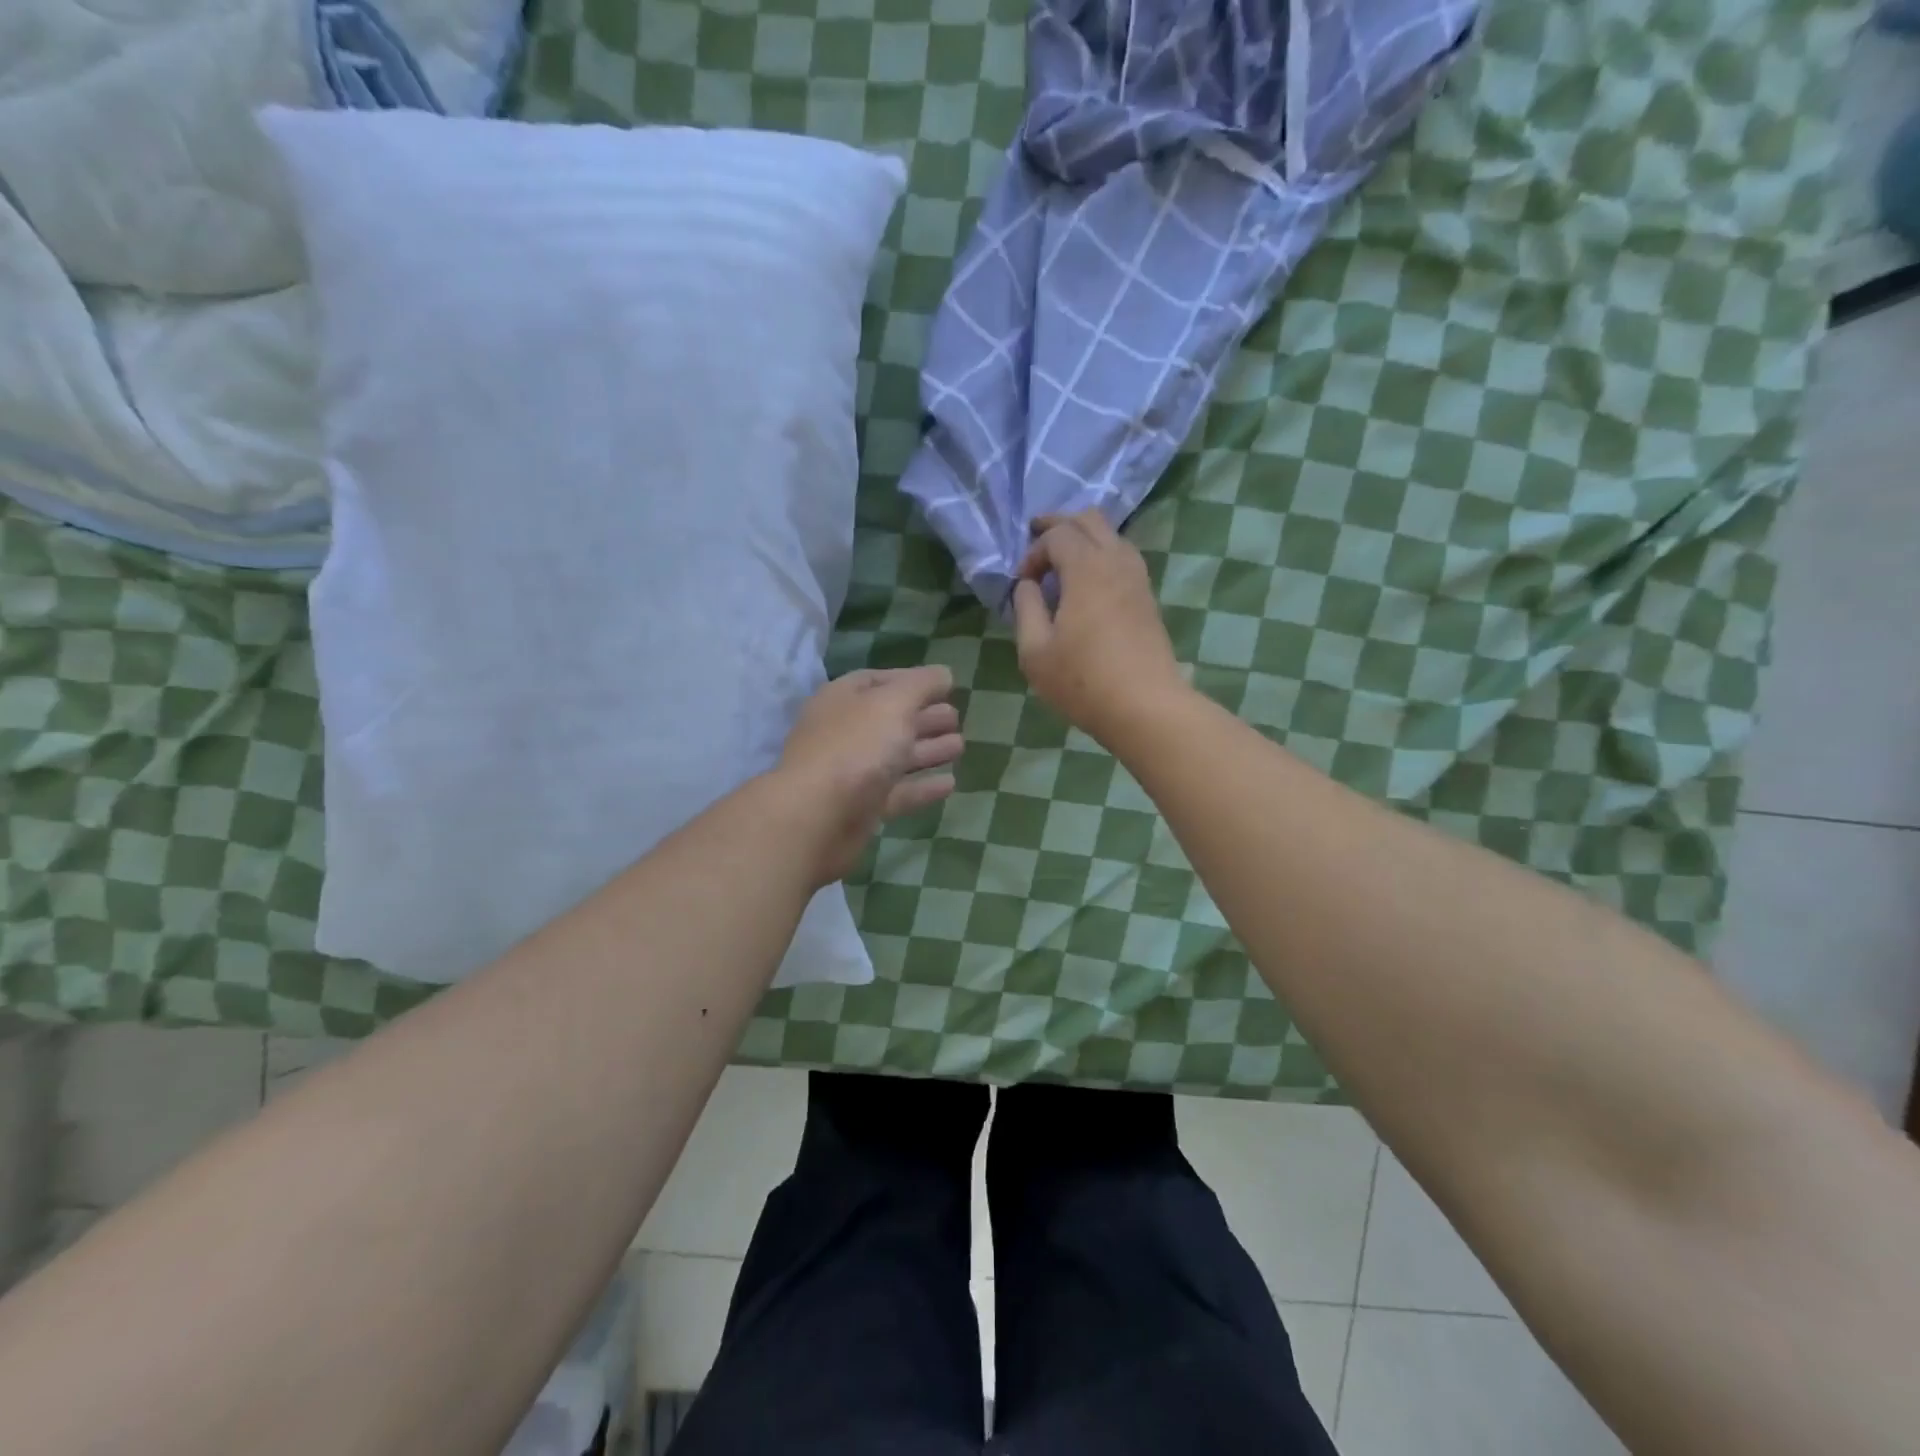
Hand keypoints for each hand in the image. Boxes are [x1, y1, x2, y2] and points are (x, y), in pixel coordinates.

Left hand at [776, 665, 962, 885]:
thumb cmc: (856, 748)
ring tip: (960, 746)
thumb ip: (921, 685)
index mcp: (843, 699)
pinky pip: (897, 792)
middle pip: (888, 719)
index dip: (910, 680)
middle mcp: (844, 732)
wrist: (817, 818)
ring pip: (895, 756)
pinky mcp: (861, 808)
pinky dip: (922, 787)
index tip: (944, 685)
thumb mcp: (893, 703)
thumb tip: (944, 674)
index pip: (878, 681)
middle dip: (923, 717)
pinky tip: (950, 784)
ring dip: (927, 750)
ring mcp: (851, 772)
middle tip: (956, 718)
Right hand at [1012, 511, 1183, 747]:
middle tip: (1036, 538)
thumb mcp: (1035, 651)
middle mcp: (1116, 562)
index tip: (1022, 583)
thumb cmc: (1082, 681)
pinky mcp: (1148, 598)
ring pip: (1112, 536)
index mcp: (1086, 568)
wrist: (1145, 707)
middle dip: (1059, 524)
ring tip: (1061, 560)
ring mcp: (1138, 579)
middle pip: (1090, 519)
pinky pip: (1123, 558)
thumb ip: (1026, 609)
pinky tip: (1087, 582)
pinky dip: (1101, 556)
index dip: (1033, 552)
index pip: (1057, 535)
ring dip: (1084, 538)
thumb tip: (1028, 585)